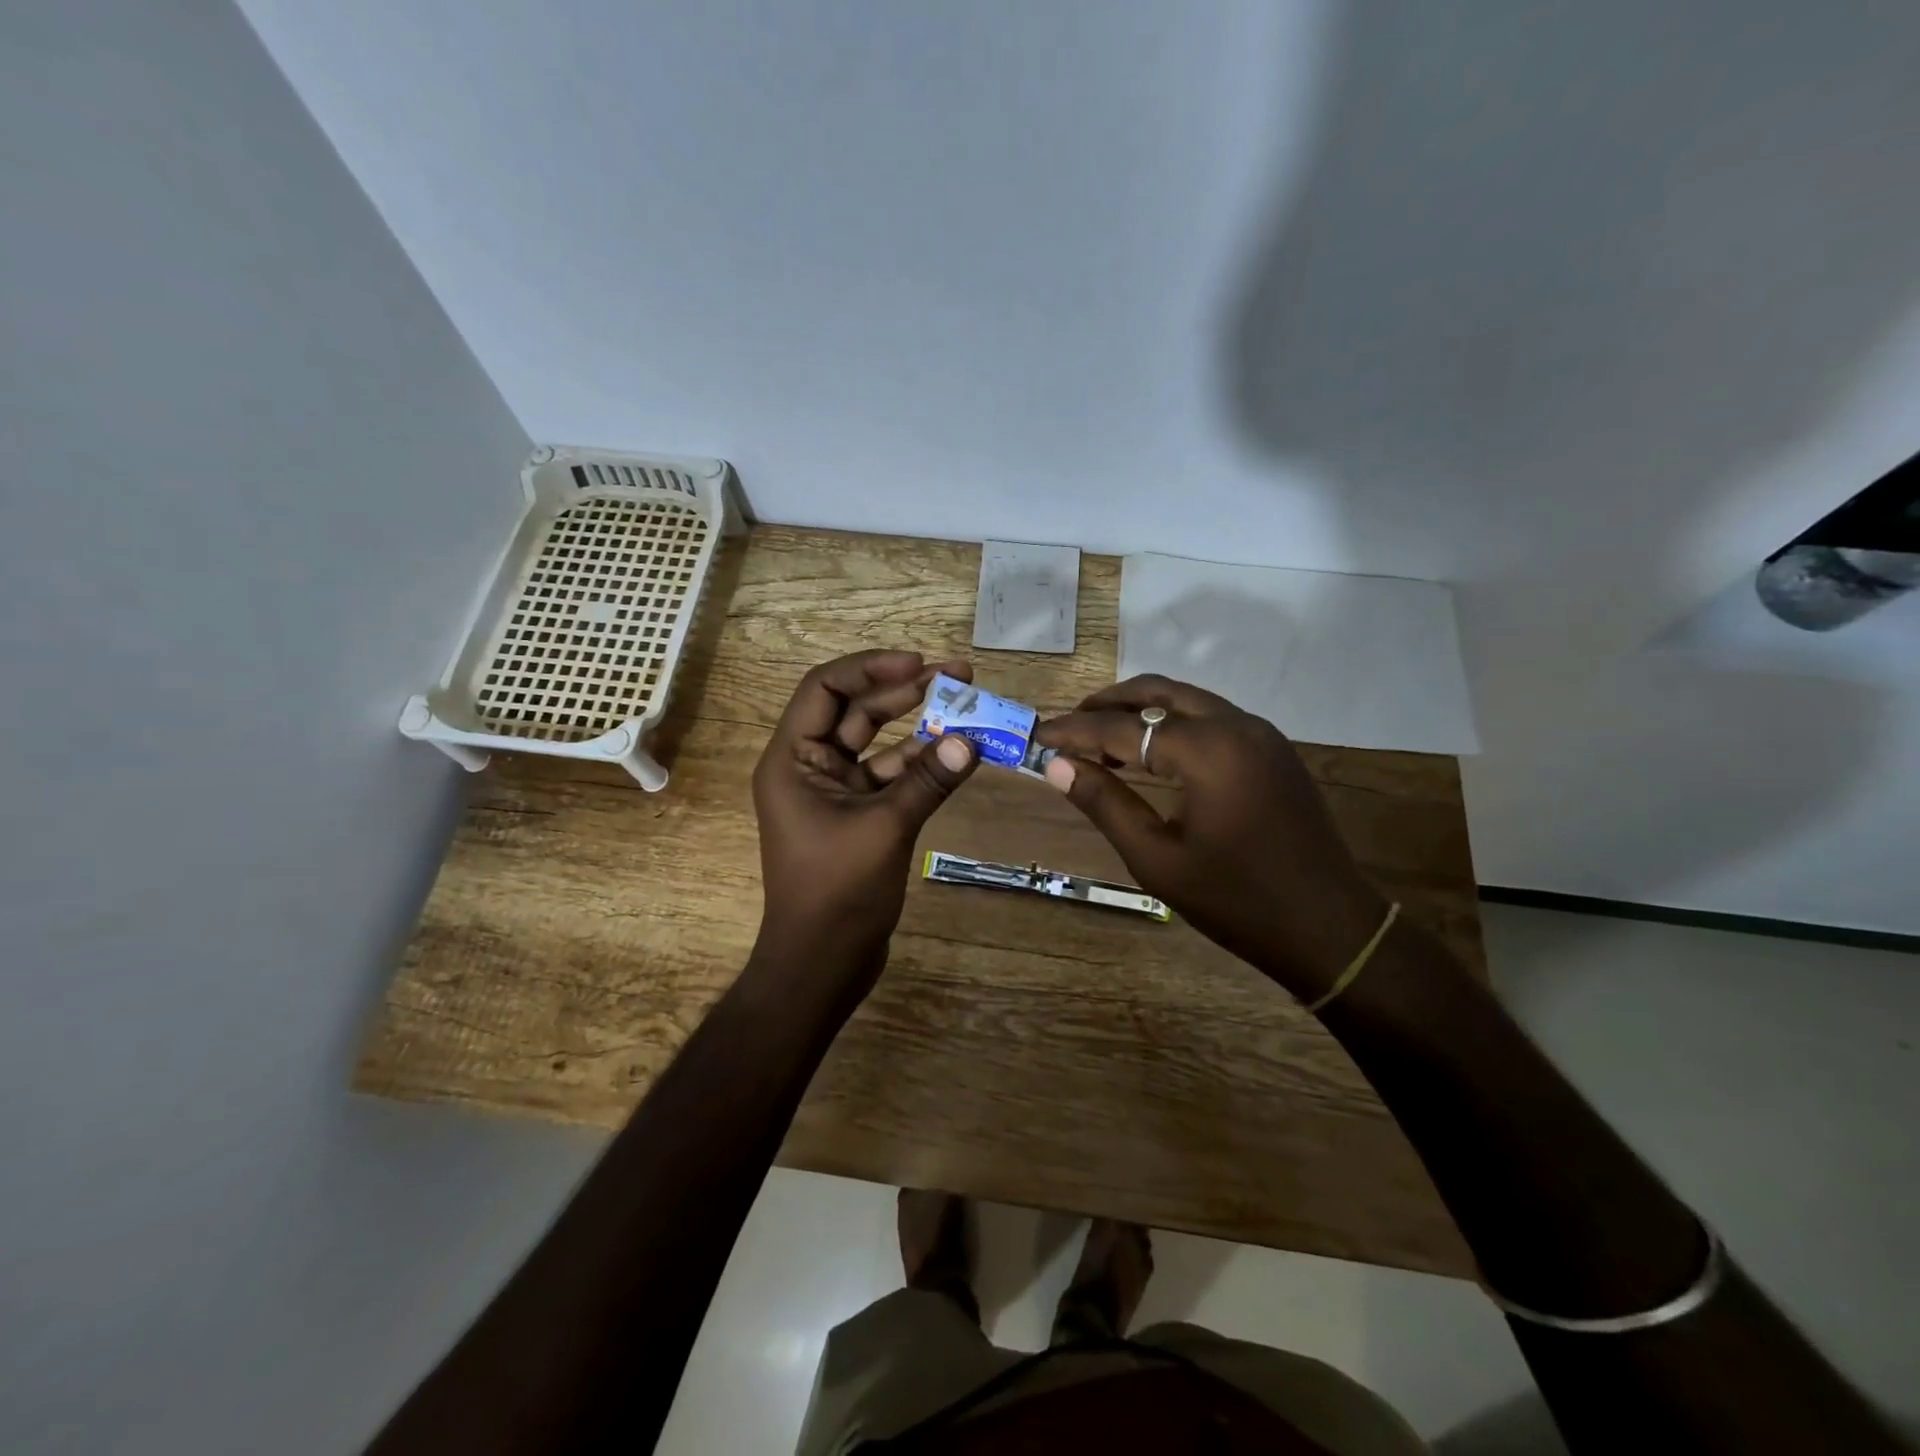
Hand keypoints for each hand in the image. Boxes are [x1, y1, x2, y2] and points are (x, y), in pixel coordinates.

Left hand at [751, 650, 979, 988]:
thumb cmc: (837, 893)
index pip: (825, 689)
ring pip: (877, 741)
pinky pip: (890, 774)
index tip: (919, 663)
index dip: (871, 668)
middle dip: (904, 689)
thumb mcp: (886, 829)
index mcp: (792, 759)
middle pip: (855, 710)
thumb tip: (971, 742)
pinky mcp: (857, 814)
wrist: (822, 964)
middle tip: (958, 674)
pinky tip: (957, 752)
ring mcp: (834, 790)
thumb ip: (928, 781)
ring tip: (965, 701)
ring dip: (918, 723)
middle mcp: (808, 766)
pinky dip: (921, 763)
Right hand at [1034, 676, 1390, 998]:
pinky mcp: (1271, 749)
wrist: (1329, 927)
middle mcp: (1236, 725)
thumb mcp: (1157, 859)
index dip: (1075, 731)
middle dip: (1107, 705)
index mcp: (1208, 750)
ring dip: (1139, 710)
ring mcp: (1260, 733)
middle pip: (1157, 692)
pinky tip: (1150, 752)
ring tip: (1100, 738)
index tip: (1037, 736)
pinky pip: (1210, 717)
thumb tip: (1057, 767)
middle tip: (1068, 728)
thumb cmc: (1236, 901)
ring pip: (1186, 699)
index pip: (1122, 727)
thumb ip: (1105, 804)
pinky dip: (1171, 722)